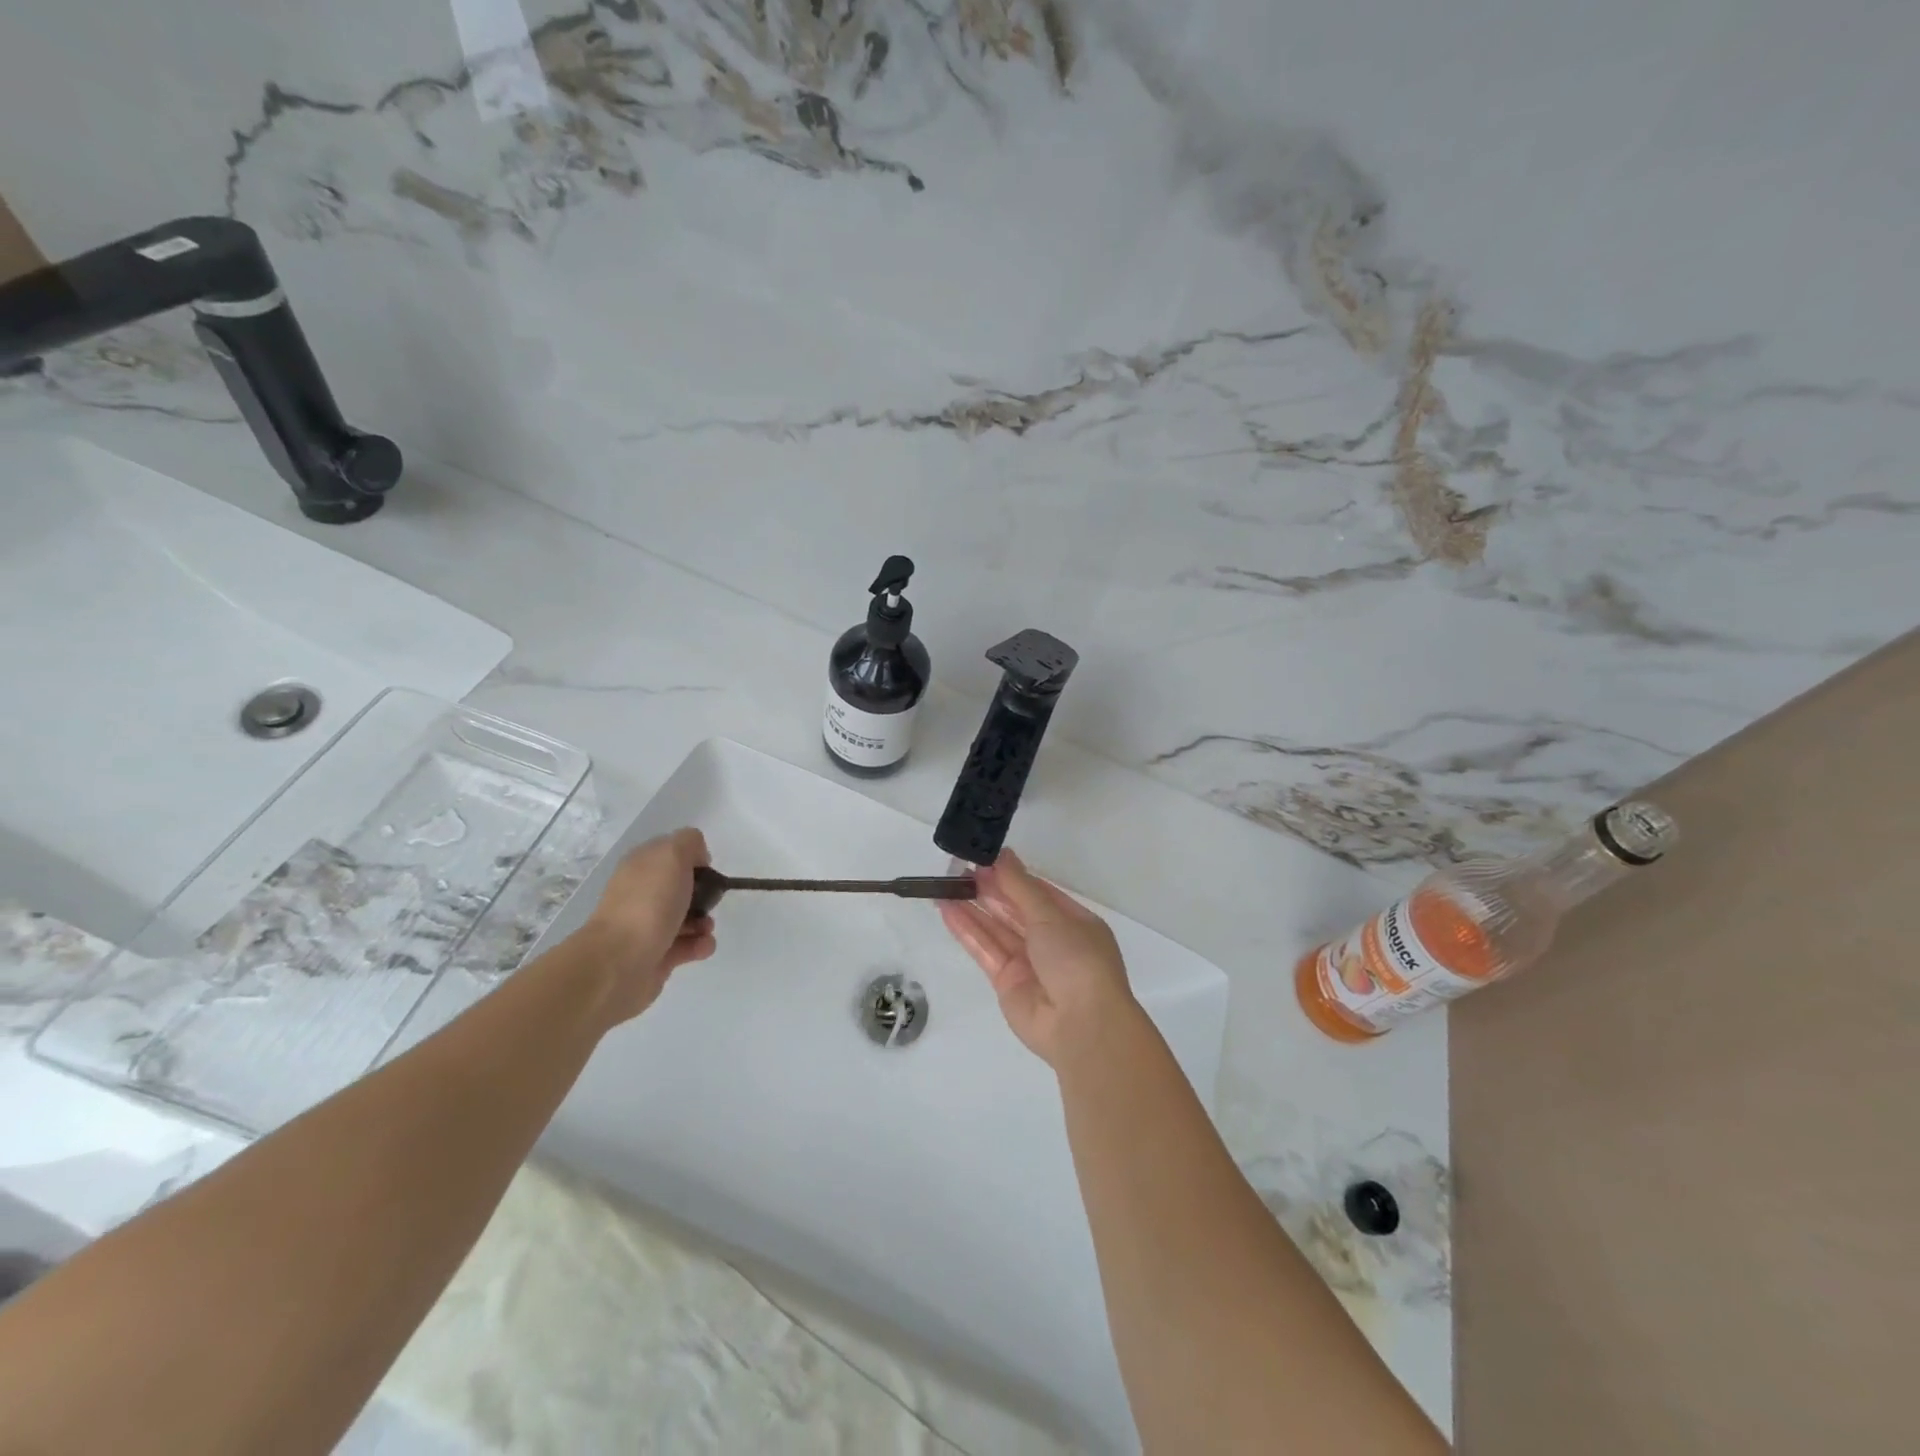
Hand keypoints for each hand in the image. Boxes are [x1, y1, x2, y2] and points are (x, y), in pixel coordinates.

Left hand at [579, 828, 716, 1022]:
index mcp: (641, 866)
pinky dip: (699, 945)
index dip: (693, 858)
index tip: (706, 869)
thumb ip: (689, 843)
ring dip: (704, 921)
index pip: (671, 853)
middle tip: (710, 900)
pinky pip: (687, 945)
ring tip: (705, 929)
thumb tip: (697, 857)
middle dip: (704, 893)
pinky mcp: (657, 954)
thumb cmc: (649, 903)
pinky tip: (702, 946)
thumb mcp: (672, 854)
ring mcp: (647, 925)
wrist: (620, 961)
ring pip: (687, 917)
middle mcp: (642, 893)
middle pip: (681, 887)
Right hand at [939, 848, 1140, 1066]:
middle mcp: (1052, 941)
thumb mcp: (1050, 915)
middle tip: (957, 868)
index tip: (983, 859)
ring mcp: (1028, 963)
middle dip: (988, 889)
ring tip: (944, 885)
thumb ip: (1019, 886)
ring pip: (996, 929)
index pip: (1037, 892)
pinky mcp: (1007, 983)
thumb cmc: (1076, 959)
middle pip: (1014, 909)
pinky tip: (947, 910)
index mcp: (1073, 921)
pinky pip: (985, 950)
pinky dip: (967, 931)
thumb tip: (1001, 854)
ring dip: (972, 907)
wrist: (1081, 1025)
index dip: (1010, 876)